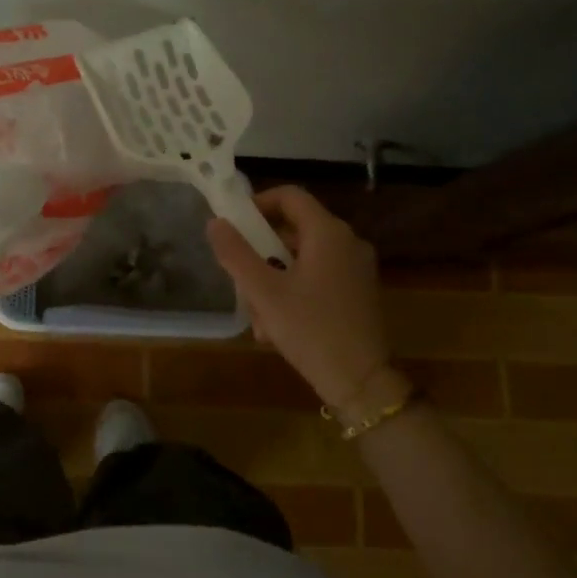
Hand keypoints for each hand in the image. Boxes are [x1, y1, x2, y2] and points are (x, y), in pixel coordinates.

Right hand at [207, 186, 392, 419]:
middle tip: (239, 276)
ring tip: (257, 314)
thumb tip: (215, 223)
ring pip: (302, 257)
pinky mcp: (358, 292)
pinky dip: (294, 291)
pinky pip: (318, 277)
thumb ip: (235, 253)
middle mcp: (348, 242)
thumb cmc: (310, 330)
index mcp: (328, 233)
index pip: (290, 196)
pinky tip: (277, 326)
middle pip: (294, 229)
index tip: (234, 225)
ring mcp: (356, 268)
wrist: (361, 382)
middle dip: (261, 251)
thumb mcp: (263, 292)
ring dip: (273, 278)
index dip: (258, 203)